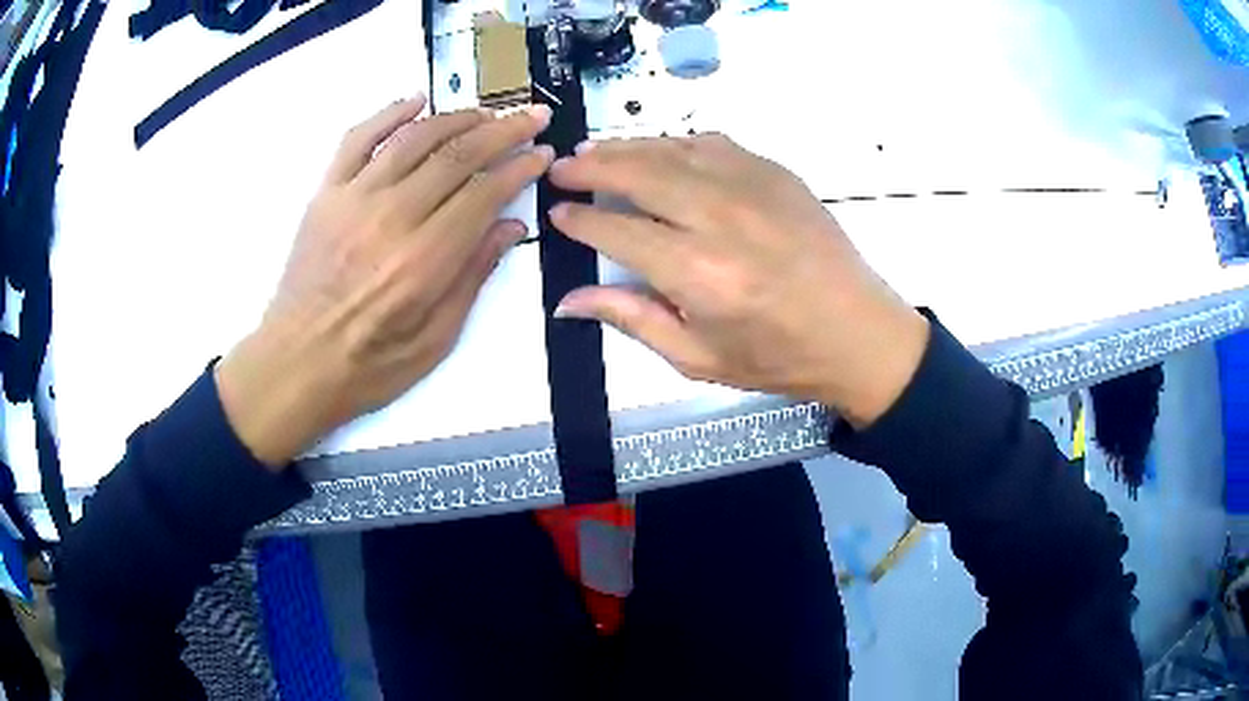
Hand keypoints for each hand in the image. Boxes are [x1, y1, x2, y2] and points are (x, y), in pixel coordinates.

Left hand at [216, 95, 553, 467]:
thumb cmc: (368, 366)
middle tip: (531, 117)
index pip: (484, 193)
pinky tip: (416, 101)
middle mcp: (391, 218)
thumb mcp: (436, 339)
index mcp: (424, 261)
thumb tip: (509, 226)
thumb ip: (473, 277)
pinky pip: (358, 139)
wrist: (296, 364)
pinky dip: (389, 114)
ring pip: (415, 138)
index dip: (520, 167)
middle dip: (503, 130)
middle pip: (457, 155)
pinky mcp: (326, 194)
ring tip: (485, 114)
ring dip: (457, 118)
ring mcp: (353, 199)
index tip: (542, 154)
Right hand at [548, 134, 928, 427]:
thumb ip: (631, 318)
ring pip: (672, 149)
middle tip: (562, 169)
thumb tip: (568, 300)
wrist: (857, 333)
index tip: (556, 213)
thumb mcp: (697, 357)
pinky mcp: (776, 173)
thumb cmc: (778, 357)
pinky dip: (676, 143)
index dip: (580, 219)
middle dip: (591, 168)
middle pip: (638, 174)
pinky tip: (660, 151)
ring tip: (595, 152)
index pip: (617, 229)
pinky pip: (713, 144)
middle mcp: (720, 218)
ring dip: (626, 147)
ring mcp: (752, 187)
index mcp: (698, 272)